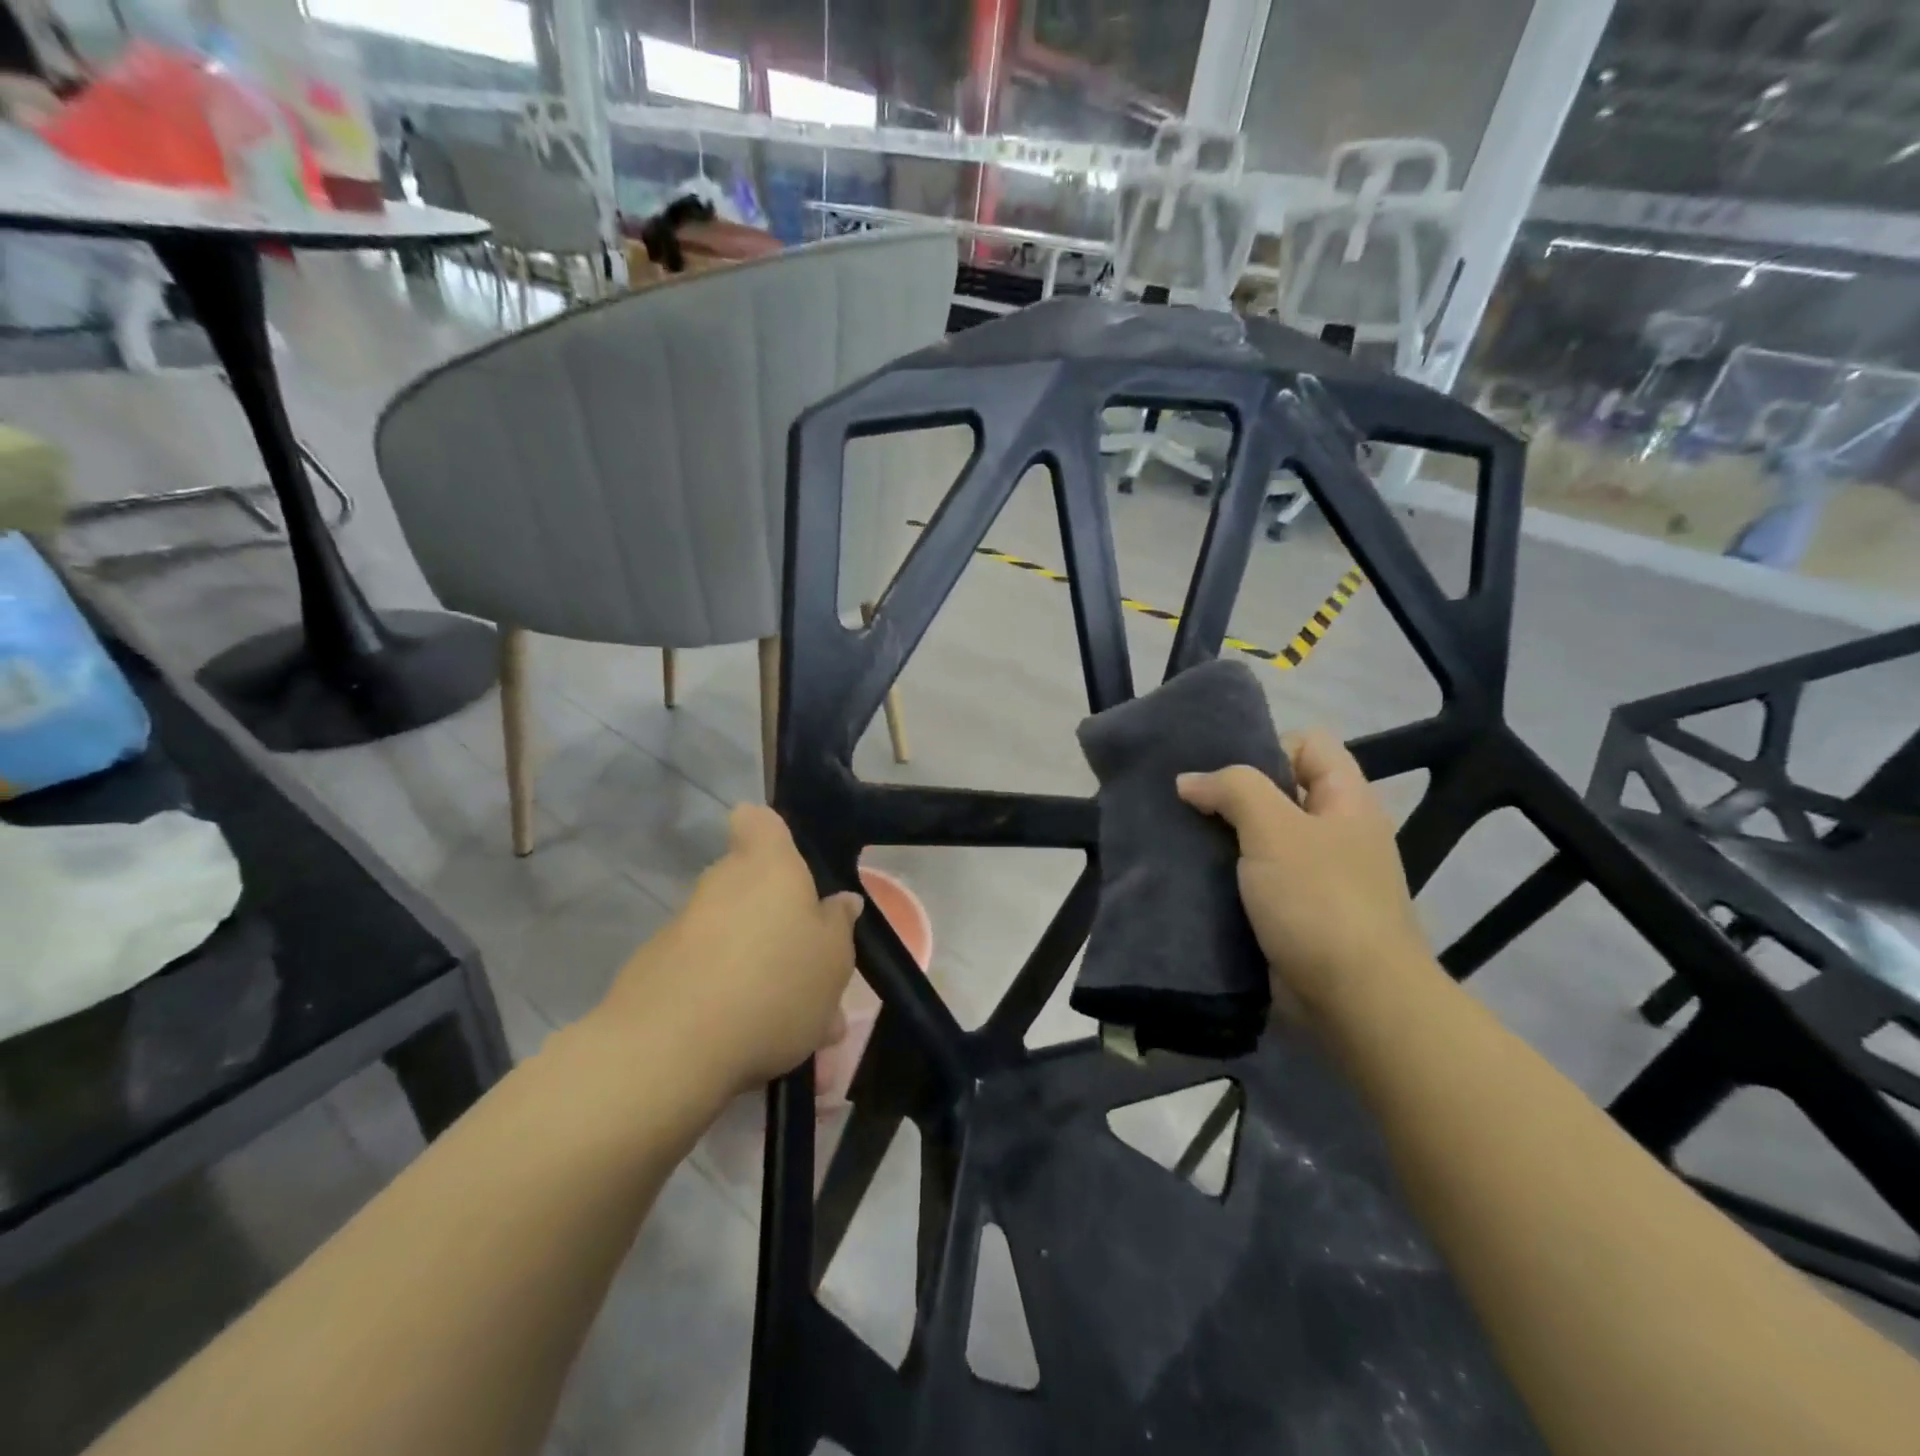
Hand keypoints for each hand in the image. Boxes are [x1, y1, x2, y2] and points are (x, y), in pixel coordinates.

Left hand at [593, 805, 862, 1095]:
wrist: (670, 1050)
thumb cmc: (774, 984)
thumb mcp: (833, 959)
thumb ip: (838, 925)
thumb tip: (840, 903)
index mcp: (768, 867)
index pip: (758, 820)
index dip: (770, 832)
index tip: (788, 860)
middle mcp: (721, 885)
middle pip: (751, 887)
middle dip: (781, 924)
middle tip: (814, 972)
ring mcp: (683, 928)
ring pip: (736, 940)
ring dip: (763, 972)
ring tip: (800, 1030)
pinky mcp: (656, 973)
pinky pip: (709, 977)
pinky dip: (731, 1002)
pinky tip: (757, 1047)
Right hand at [1177, 730, 1428, 1016]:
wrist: (1356, 1000)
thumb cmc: (1319, 900)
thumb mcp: (1274, 829)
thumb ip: (1233, 789)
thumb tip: (1189, 780)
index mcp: (1346, 800)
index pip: (1308, 744)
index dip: (1266, 745)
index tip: (1221, 773)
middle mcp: (1335, 832)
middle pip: (1280, 792)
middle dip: (1231, 795)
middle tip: (1185, 803)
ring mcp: (1318, 876)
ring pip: (1262, 839)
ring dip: (1223, 839)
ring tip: (1178, 839)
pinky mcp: (1296, 914)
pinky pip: (1256, 881)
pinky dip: (1227, 877)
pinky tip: (1193, 879)